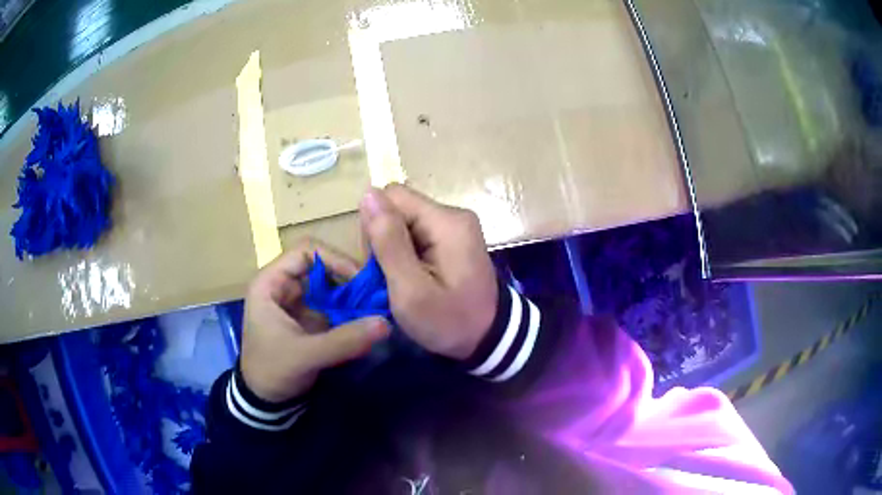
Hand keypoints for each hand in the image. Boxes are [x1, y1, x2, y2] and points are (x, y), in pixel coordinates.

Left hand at [240, 240, 390, 402]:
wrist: (265, 400)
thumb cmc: (272, 370)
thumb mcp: (305, 355)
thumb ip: (343, 340)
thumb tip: (385, 323)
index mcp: (271, 283)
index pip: (305, 252)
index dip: (334, 259)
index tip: (360, 280)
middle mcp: (285, 286)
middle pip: (322, 266)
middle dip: (349, 279)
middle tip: (376, 294)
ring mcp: (299, 302)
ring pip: (331, 286)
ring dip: (353, 296)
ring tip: (376, 307)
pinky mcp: (311, 319)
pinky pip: (335, 306)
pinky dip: (352, 311)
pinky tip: (368, 321)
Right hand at [359, 184, 497, 359]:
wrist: (489, 337)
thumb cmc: (449, 321)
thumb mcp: (411, 291)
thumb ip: (389, 243)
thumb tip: (368, 195)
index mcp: (446, 221)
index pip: (392, 196)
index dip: (375, 226)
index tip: (379, 263)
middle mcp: (452, 214)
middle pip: (398, 207)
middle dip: (383, 239)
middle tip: (391, 276)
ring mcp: (454, 225)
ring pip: (403, 221)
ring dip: (393, 248)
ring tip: (401, 279)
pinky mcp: (452, 238)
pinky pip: (415, 233)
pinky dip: (405, 253)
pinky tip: (411, 275)